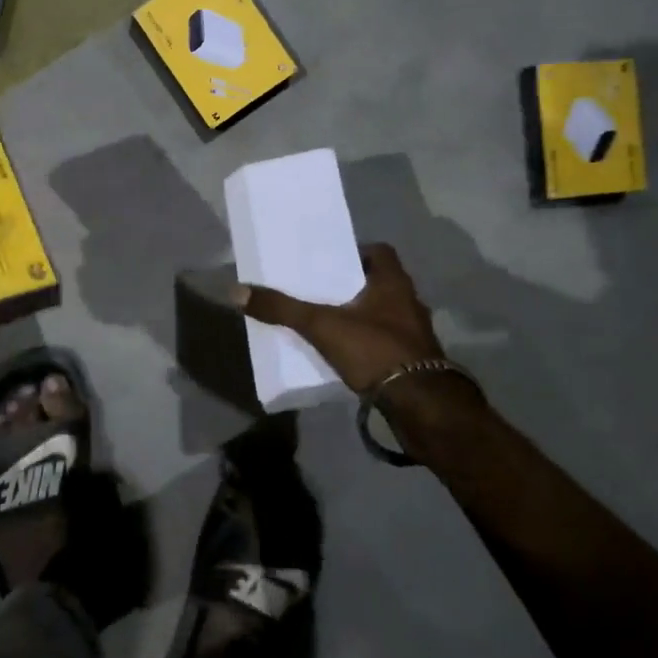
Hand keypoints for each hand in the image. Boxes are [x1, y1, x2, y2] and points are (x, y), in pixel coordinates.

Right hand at [236, 243, 445, 394]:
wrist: (420, 405)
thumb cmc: (375, 350)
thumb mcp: (322, 326)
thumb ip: (282, 309)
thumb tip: (236, 291)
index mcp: (394, 282)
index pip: (379, 251)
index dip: (355, 251)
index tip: (328, 261)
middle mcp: (409, 301)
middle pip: (378, 282)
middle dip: (351, 285)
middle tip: (319, 289)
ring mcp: (414, 333)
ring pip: (382, 313)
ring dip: (359, 315)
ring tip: (326, 320)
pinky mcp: (413, 361)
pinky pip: (385, 341)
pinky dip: (366, 342)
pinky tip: (344, 352)